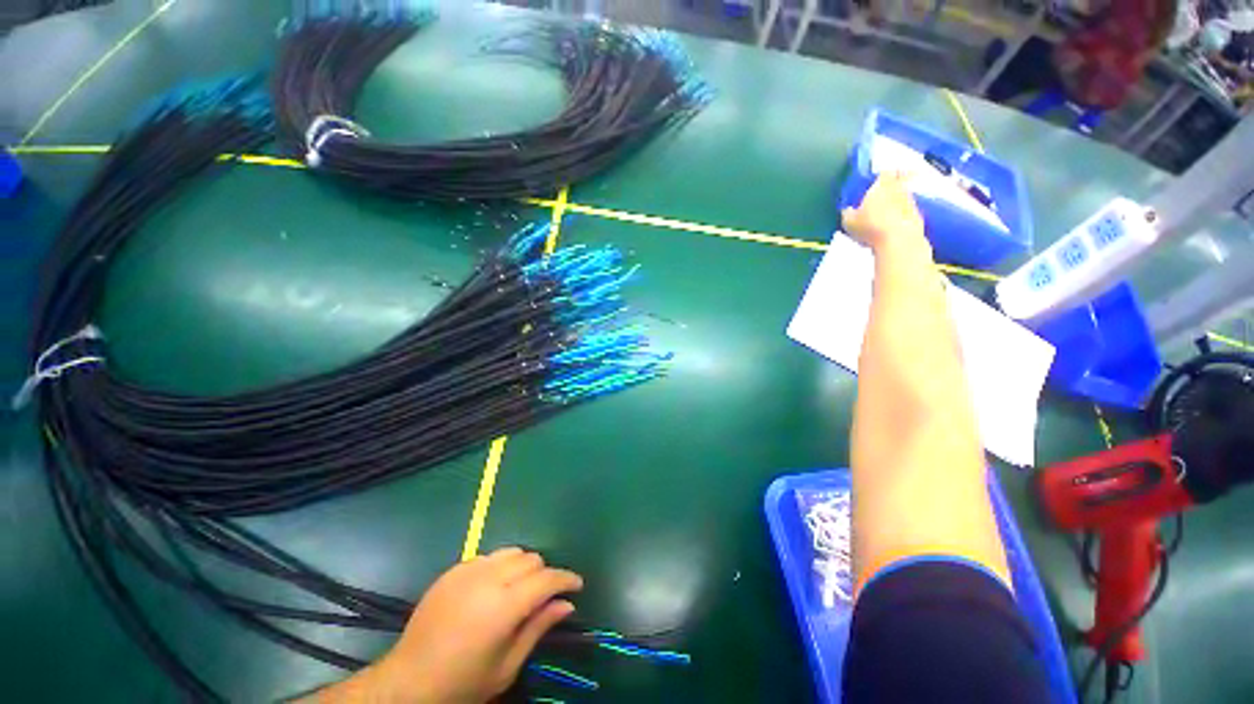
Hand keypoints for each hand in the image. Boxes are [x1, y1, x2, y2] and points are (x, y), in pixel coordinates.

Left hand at [318, 548, 582, 702]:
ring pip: (512, 551)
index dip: (566, 579)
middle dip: (544, 574)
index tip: (577, 585)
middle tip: (544, 596)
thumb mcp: (507, 666)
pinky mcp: (454, 569)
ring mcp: (469, 570)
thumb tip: (566, 604)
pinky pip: (488, 556)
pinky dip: (500, 566)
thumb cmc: (463, 683)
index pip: (546, 579)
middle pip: (531, 559)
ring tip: (520, 589)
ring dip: (523, 566)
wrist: (408, 681)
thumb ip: (538, 628)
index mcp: (504, 606)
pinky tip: (493, 588)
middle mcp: (489, 579)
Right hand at [841, 171, 926, 252]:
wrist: (899, 240)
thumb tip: (847, 210)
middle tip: (886, 193)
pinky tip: (893, 228)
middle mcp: (899, 189)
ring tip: (886, 215)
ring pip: (905, 197)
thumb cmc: (870, 226)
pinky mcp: (918, 217)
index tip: (879, 178)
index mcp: (882, 186)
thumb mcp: (849, 221)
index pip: (885, 172)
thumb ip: (848, 213)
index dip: (883, 175)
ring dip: (897, 203)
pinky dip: (901, 217)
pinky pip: (908, 213)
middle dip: (895, 185)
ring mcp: (911, 202)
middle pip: (900, 181)